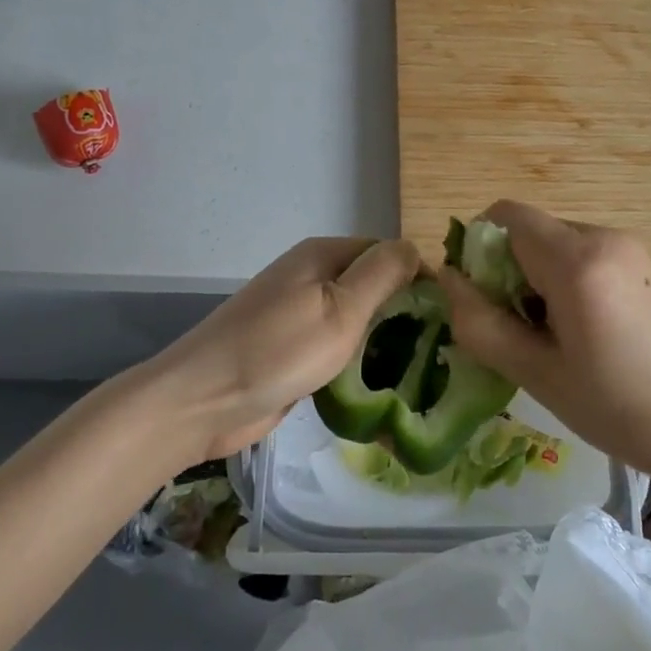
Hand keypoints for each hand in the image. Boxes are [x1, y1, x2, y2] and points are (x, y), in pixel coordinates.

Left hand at [147, 236, 419, 462]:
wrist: (202, 401)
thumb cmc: (277, 351)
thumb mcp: (341, 309)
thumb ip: (382, 274)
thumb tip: (415, 249)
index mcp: (323, 255)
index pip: (388, 253)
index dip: (418, 280)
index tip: (448, 319)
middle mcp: (311, 275)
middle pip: (372, 285)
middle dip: (403, 313)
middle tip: (438, 351)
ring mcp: (298, 312)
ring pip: (356, 319)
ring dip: (381, 341)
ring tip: (418, 371)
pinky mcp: (290, 347)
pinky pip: (335, 346)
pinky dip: (356, 361)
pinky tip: (377, 385)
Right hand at [439, 201, 650, 485]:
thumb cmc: (616, 407)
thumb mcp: (536, 373)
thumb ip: (480, 323)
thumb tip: (446, 279)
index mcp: (576, 262)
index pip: (504, 217)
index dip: (477, 250)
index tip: (481, 299)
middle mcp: (601, 236)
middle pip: (527, 228)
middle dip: (504, 267)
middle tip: (512, 325)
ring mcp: (624, 244)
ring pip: (550, 239)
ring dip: (532, 273)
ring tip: (546, 331)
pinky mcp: (637, 258)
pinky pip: (577, 250)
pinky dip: (559, 275)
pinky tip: (575, 324)